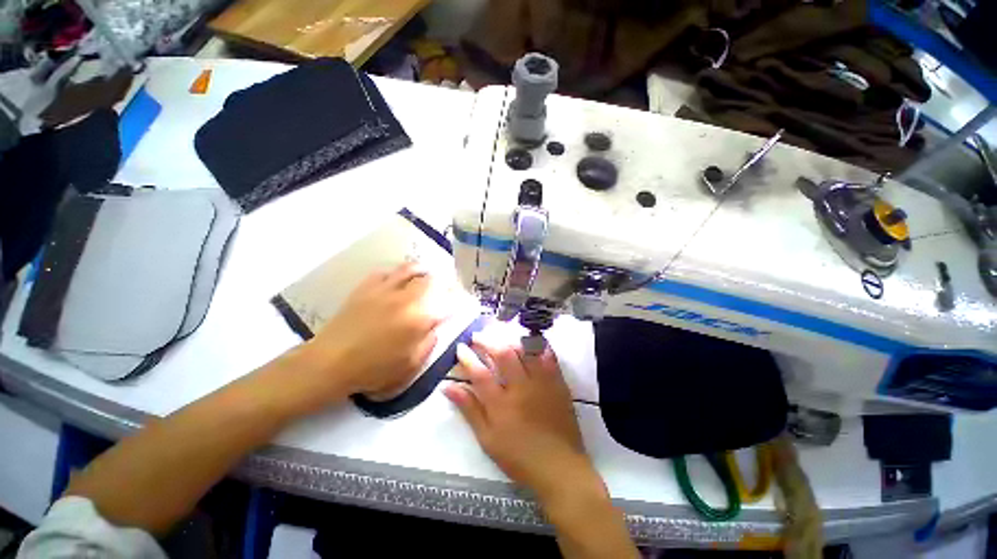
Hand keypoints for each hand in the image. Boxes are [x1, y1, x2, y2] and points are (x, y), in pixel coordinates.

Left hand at [292, 263, 446, 407]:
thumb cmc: (374, 370)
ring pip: (411, 268)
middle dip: (445, 282)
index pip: (448, 301)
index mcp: (420, 318)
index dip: (458, 300)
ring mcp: (385, 289)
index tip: (462, 302)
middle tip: (447, 289)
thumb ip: (430, 342)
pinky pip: (388, 271)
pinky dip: (398, 274)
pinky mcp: (367, 287)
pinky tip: (398, 281)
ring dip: (424, 271)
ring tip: (428, 276)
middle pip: (433, 279)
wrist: (330, 363)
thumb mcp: (411, 365)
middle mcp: (406, 297)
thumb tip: (436, 327)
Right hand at [444, 333, 593, 501]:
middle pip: (503, 355)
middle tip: (478, 335)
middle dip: (487, 341)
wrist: (559, 467)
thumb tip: (448, 387)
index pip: (479, 373)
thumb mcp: (487, 439)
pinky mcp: (557, 383)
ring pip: (525, 351)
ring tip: (500, 335)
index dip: (467, 358)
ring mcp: (541, 383)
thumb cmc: (519, 457)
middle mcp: (520, 388)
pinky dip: (538, 345)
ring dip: (510, 339)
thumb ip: (469, 410)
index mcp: (500, 404)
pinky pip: (548, 357)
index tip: (461, 347)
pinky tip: (529, 340)